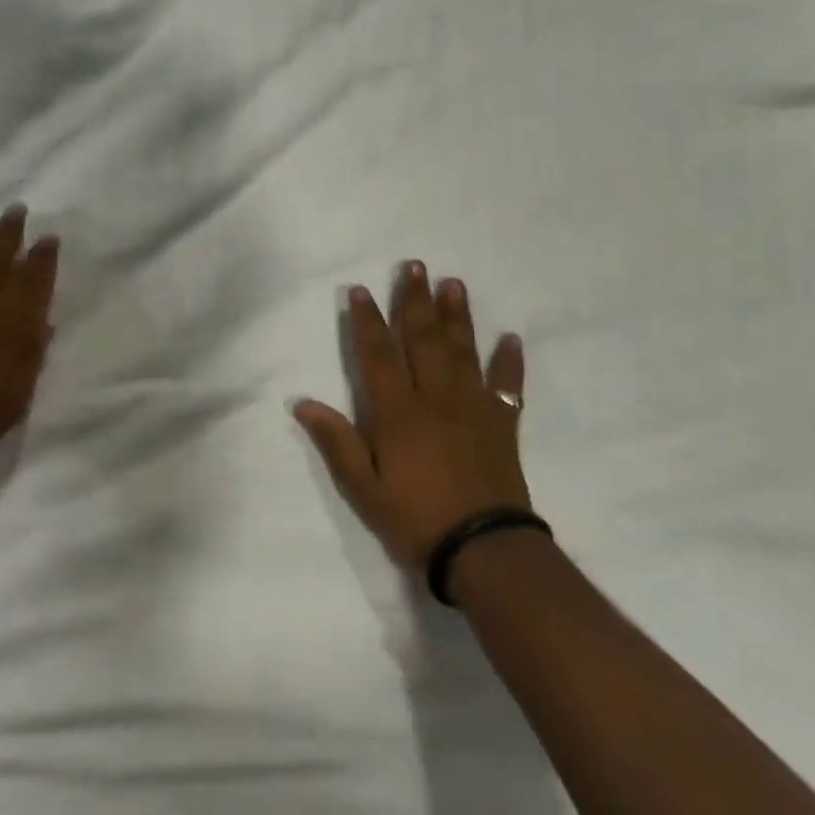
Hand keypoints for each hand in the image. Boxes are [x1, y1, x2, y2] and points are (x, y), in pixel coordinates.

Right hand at [294, 262, 532, 568]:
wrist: (483, 548)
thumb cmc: (415, 518)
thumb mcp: (363, 487)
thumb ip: (336, 441)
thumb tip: (303, 402)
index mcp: (398, 411)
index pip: (378, 354)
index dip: (368, 320)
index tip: (361, 289)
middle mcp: (435, 397)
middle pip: (423, 338)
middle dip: (415, 300)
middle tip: (415, 265)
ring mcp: (472, 406)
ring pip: (462, 350)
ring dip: (457, 316)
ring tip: (453, 284)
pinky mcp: (502, 423)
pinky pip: (507, 385)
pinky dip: (509, 361)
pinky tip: (511, 338)